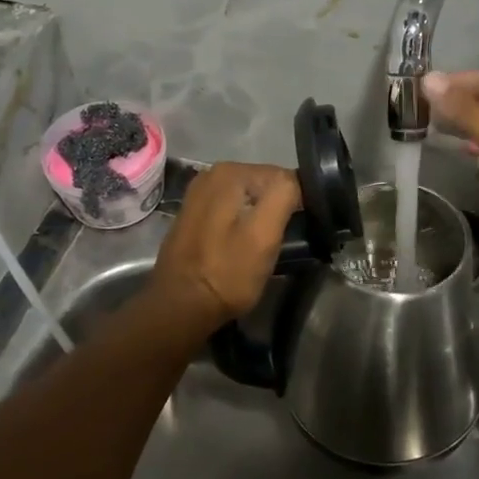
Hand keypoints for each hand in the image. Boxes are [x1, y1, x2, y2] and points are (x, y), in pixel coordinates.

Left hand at [146, 162, 300, 338]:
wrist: (180, 307)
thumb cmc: (227, 273)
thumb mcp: (264, 235)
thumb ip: (283, 196)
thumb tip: (297, 179)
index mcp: (230, 171)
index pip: (282, 177)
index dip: (296, 203)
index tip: (297, 230)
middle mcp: (212, 174)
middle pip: (264, 186)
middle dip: (276, 209)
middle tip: (280, 240)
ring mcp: (200, 194)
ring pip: (249, 199)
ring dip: (260, 217)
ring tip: (263, 245)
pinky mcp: (195, 214)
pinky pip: (232, 210)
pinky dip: (242, 223)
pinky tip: (241, 245)